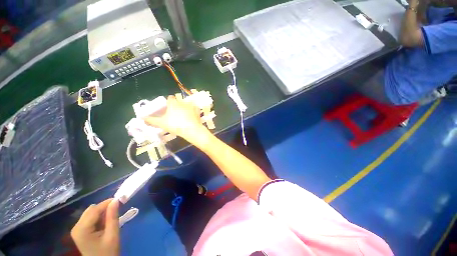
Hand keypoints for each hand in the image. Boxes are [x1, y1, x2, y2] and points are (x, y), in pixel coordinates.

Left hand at [71, 199, 119, 255]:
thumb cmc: (108, 252)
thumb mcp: (113, 235)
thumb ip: (113, 217)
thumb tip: (116, 200)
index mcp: (82, 229)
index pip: (94, 209)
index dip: (107, 203)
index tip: (120, 200)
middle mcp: (76, 227)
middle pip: (91, 210)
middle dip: (104, 208)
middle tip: (116, 212)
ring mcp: (77, 229)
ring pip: (91, 212)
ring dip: (102, 213)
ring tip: (111, 220)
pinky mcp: (80, 231)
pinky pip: (90, 218)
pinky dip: (99, 218)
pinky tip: (105, 224)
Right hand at [143, 95, 207, 142]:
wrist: (191, 130)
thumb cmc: (175, 125)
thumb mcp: (161, 123)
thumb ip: (151, 120)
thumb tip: (142, 118)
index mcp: (173, 103)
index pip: (170, 98)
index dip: (168, 102)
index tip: (168, 108)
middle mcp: (182, 102)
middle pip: (179, 101)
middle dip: (177, 105)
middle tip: (175, 114)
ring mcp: (191, 106)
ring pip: (187, 104)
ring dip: (185, 108)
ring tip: (184, 116)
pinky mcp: (197, 110)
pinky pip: (194, 109)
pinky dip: (193, 111)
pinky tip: (192, 117)